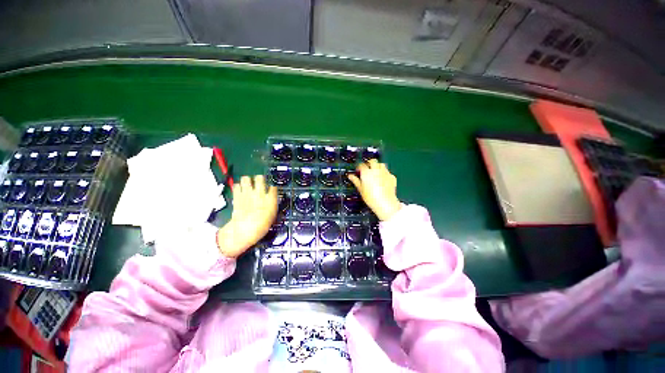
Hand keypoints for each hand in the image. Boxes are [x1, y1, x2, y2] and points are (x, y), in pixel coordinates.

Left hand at [216, 175, 277, 257]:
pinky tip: (240, 190)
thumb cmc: (261, 225)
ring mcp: (247, 193)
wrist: (244, 231)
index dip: (272, 184)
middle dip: (259, 178)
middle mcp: (259, 193)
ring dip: (247, 180)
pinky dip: (238, 186)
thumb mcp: (272, 215)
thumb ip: (272, 203)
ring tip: (248, 184)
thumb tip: (271, 197)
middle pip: (260, 178)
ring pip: (246, 178)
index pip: (273, 185)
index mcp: (270, 198)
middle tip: (259, 182)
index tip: (271, 185)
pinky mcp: (237, 196)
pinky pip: (236, 186)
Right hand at [348, 159, 401, 220]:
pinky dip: (384, 174)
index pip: (361, 165)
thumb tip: (350, 176)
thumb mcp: (361, 190)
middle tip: (367, 169)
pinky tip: (383, 180)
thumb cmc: (371, 198)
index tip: (358, 171)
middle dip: (369, 163)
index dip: (359, 167)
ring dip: (378, 166)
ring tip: (375, 173)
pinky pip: (387, 172)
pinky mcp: (392, 177)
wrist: (385, 203)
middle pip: (373, 161)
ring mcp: (385, 173)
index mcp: (366, 173)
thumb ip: (355, 181)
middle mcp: (376, 170)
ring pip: (381, 164)